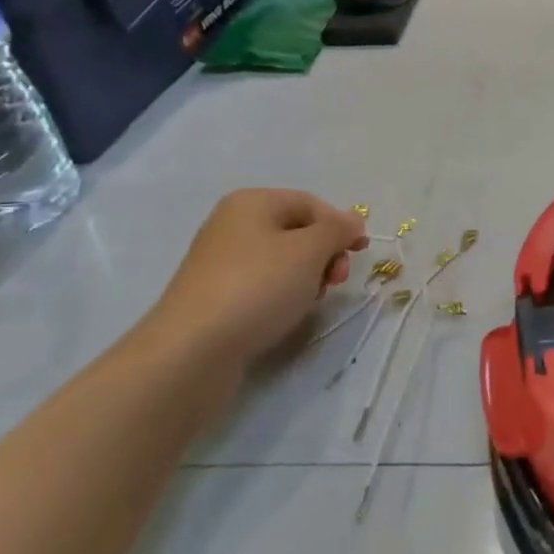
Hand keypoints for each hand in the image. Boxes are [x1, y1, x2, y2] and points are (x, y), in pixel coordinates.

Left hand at [146, 189, 368, 369]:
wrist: (193, 350)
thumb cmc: (257, 288)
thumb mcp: (309, 251)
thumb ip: (337, 229)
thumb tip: (352, 219)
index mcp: (252, 202)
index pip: (311, 203)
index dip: (340, 225)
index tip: (360, 253)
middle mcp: (233, 224)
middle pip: (297, 231)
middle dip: (324, 254)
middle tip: (336, 281)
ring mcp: (221, 261)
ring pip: (282, 260)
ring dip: (306, 277)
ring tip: (310, 301)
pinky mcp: (216, 295)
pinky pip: (262, 284)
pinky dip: (282, 294)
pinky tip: (286, 314)